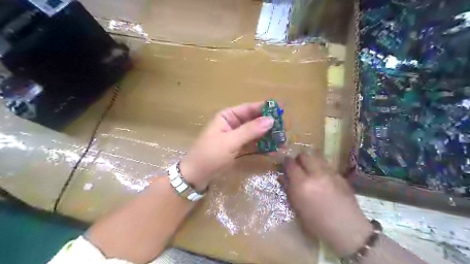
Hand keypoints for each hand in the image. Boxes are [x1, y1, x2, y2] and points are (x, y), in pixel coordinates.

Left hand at [180, 103, 275, 191]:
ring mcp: (236, 137)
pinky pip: (252, 144)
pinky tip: (273, 149)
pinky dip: (262, 146)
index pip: (249, 108)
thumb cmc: (210, 154)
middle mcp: (233, 124)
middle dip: (268, 124)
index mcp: (227, 116)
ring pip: (255, 133)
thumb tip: (271, 120)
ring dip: (267, 136)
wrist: (196, 175)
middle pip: (254, 120)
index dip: (264, 109)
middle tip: (285, 128)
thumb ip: (250, 130)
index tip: (281, 110)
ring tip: (283, 140)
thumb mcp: (230, 141)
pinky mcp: (238, 148)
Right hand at [278, 152, 374, 256]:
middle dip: (299, 158)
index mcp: (302, 183)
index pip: (291, 163)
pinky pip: (327, 166)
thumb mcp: (297, 208)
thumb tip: (283, 176)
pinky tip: (323, 178)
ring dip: (311, 161)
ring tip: (311, 169)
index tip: (285, 163)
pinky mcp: (340, 176)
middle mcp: (315, 174)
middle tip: (298, 165)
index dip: (286, 161)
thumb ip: (288, 189)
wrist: (346, 228)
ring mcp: (330, 173)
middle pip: (305, 155)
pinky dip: (322, 168)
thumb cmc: (316, 223)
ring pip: (317, 157)